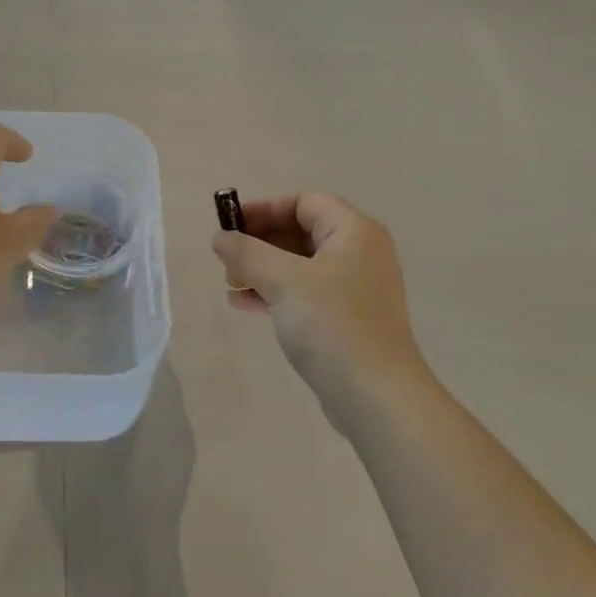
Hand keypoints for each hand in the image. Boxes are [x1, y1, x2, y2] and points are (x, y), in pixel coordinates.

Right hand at [212, 193, 429, 412]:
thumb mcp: (283, 281)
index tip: (229, 224)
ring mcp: (354, 288)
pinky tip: (243, 304)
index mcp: (354, 232)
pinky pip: (304, 293)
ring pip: (299, 265)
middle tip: (226, 258)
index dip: (264, 209)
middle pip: (301, 231)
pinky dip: (274, 293)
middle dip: (260, 242)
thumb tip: (220, 237)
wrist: (374, 394)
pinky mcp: (346, 319)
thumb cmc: (331, 324)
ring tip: (229, 283)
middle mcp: (359, 253)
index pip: (304, 202)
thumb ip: (247, 253)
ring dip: (262, 269)